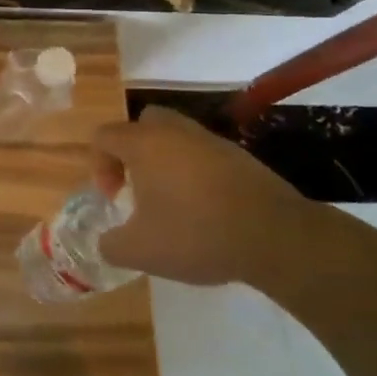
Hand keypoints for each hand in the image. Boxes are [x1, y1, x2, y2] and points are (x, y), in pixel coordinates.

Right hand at [93, 105, 329, 286]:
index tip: (113, 197)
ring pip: (176, 138)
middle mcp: (175, 132)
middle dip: (132, 151)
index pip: (104, 136)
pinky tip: (204, 208)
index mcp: (144, 144)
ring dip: (165, 162)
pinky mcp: (241, 157)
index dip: (99, 165)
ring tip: (171, 201)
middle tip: (137, 186)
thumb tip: (107, 242)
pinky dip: (195, 173)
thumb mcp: (139, 251)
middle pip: (142, 124)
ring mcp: (211, 141)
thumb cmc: (196, 234)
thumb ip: (111, 245)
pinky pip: (204, 155)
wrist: (277, 237)